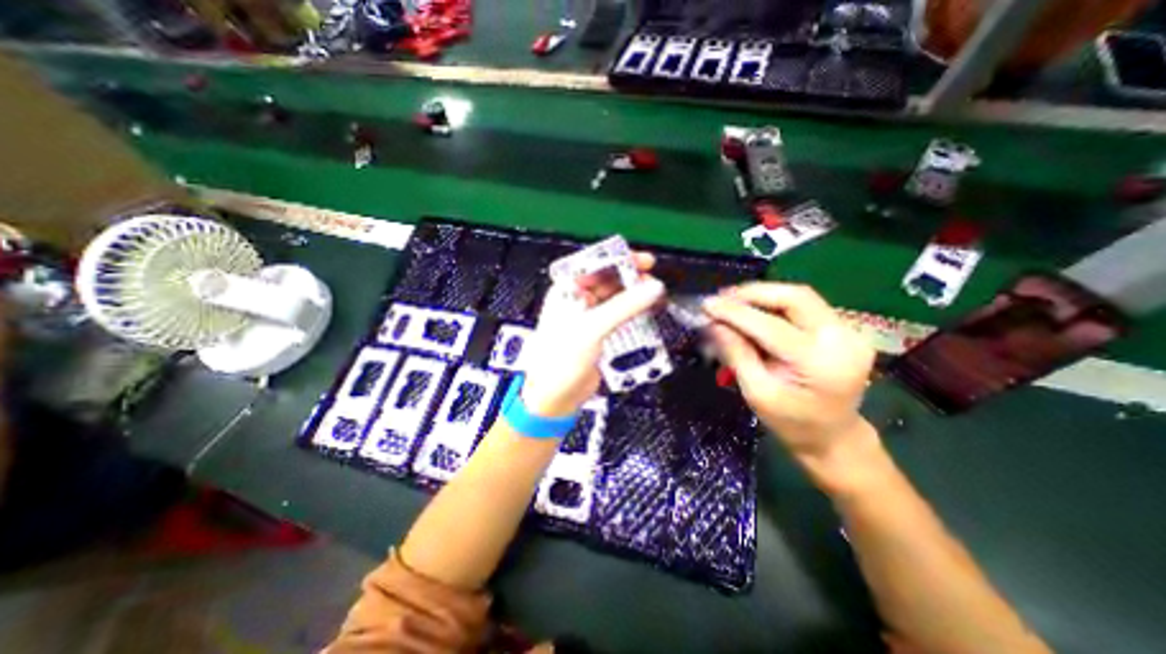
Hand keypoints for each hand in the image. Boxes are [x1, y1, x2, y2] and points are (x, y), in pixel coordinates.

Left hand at [521, 252, 664, 414]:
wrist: (556, 396)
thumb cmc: (562, 358)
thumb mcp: (592, 328)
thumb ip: (625, 306)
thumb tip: (653, 287)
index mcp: (567, 291)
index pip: (596, 264)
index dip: (620, 259)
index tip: (643, 261)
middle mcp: (578, 300)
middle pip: (609, 280)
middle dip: (632, 279)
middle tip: (654, 282)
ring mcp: (590, 317)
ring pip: (617, 299)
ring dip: (635, 297)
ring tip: (656, 297)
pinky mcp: (600, 333)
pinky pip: (620, 317)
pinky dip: (634, 313)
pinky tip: (648, 314)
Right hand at [701, 285, 873, 464]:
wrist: (834, 436)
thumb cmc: (792, 423)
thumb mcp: (757, 393)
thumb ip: (736, 355)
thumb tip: (714, 324)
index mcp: (820, 363)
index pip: (771, 326)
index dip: (735, 313)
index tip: (706, 304)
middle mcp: (843, 340)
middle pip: (795, 297)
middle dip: (754, 293)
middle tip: (722, 298)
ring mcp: (850, 332)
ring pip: (801, 297)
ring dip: (764, 295)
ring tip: (734, 301)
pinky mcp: (846, 330)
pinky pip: (805, 306)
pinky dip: (776, 304)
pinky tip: (756, 310)